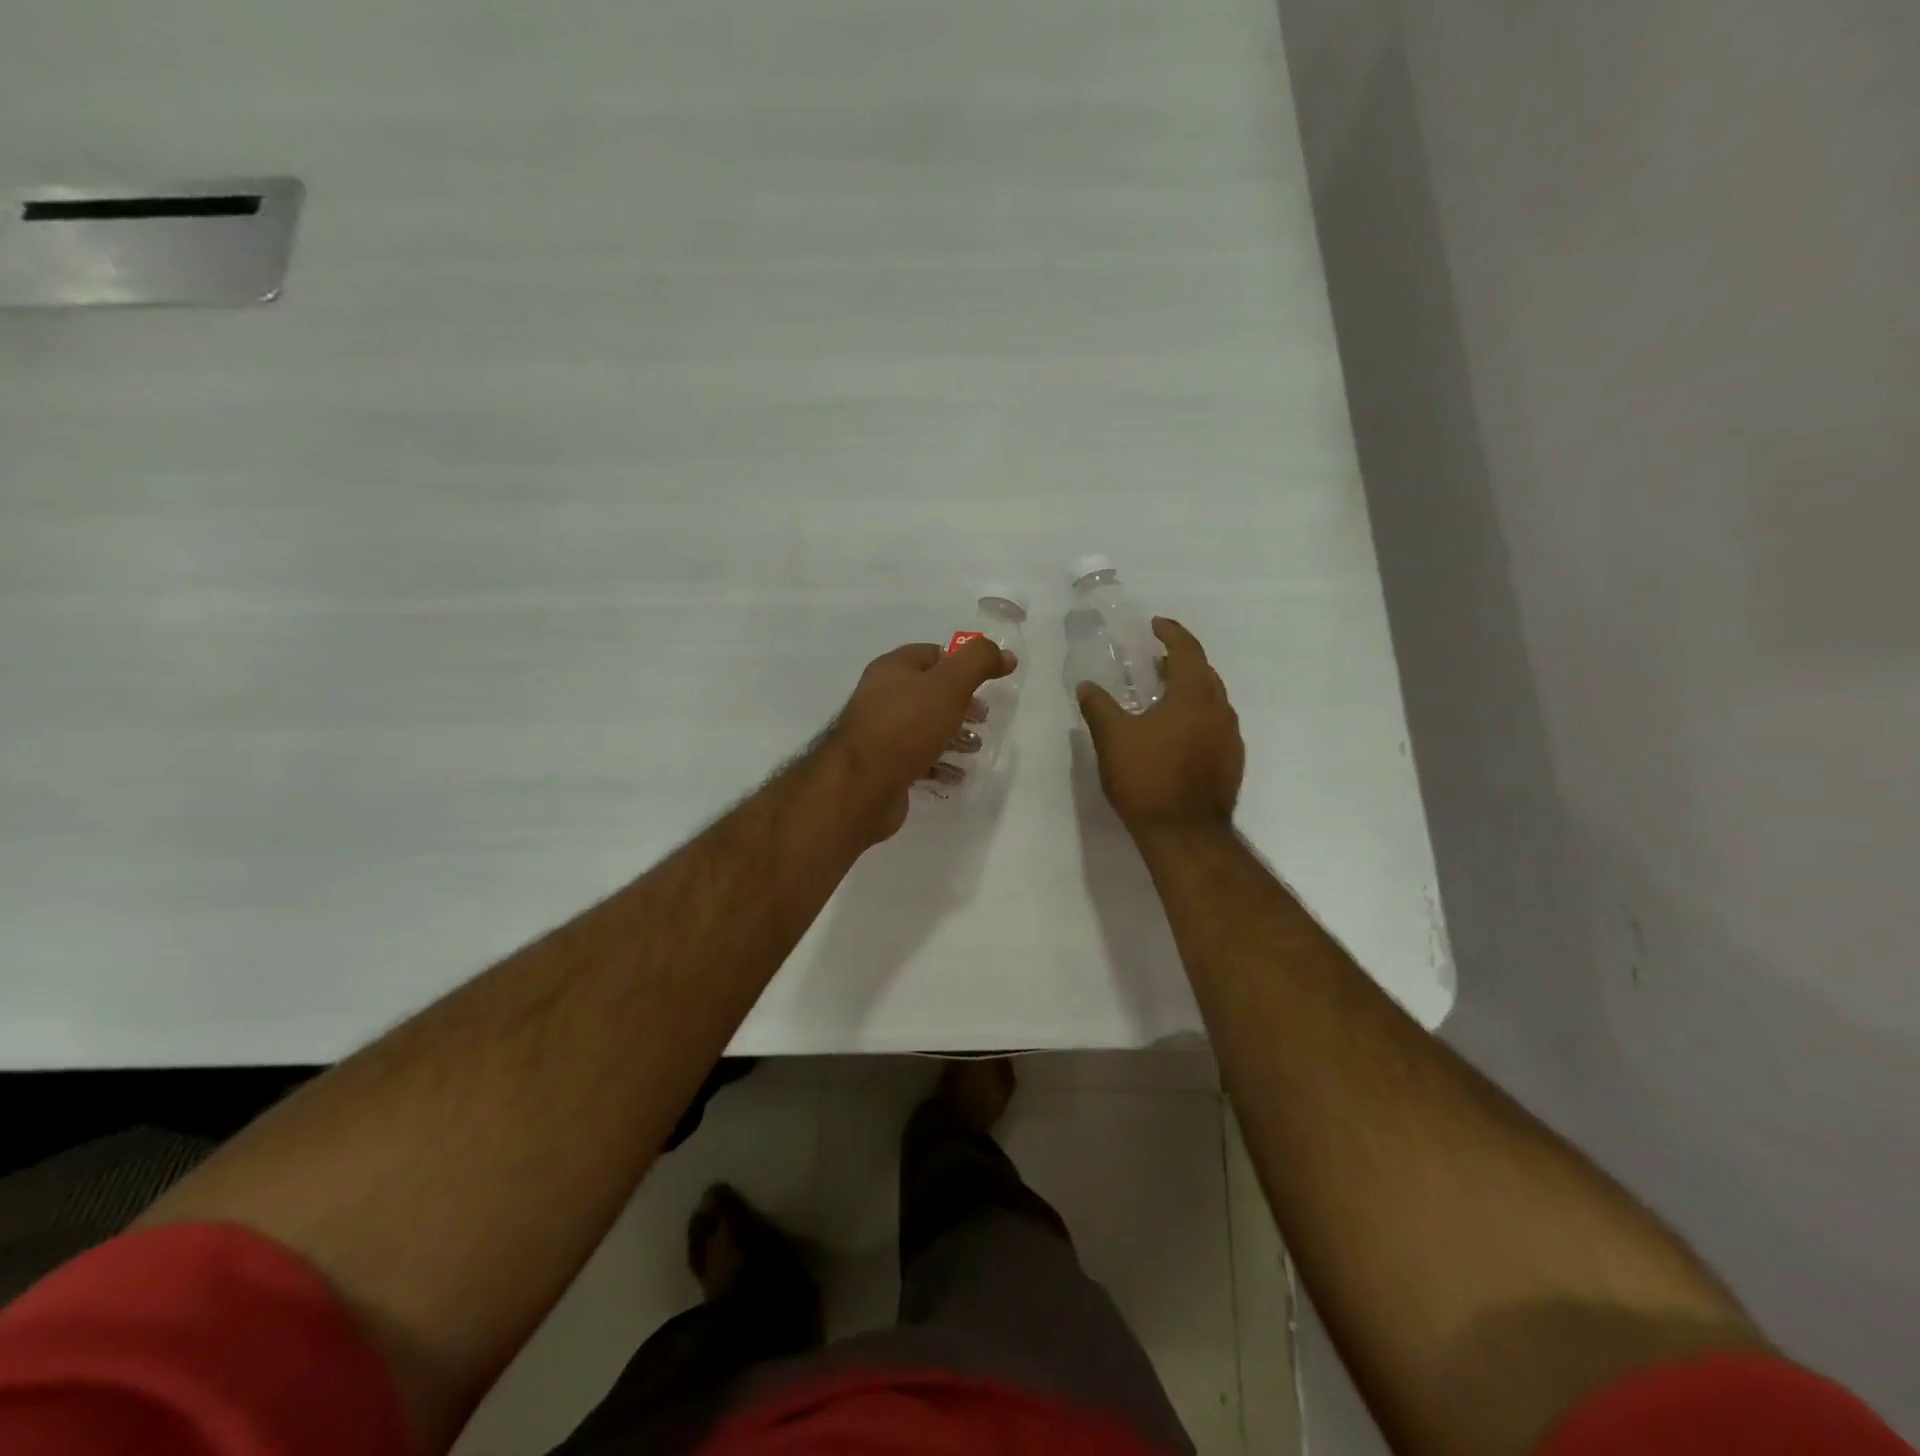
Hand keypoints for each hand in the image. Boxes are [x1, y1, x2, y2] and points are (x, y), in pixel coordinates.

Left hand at [826, 637, 1013, 842]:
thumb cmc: (906, 726)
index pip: (932, 654)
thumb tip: (1005, 655)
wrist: (862, 784)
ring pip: (925, 727)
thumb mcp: (949, 685)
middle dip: (961, 704)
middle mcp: (883, 696)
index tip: (988, 682)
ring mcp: (881, 733)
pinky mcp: (884, 766)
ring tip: (976, 748)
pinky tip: (957, 776)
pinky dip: (940, 764)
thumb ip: (979, 663)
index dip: (962, 664)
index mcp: (893, 669)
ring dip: (954, 736)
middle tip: (984, 718)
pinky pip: (918, 760)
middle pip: (929, 693)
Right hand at [1077, 618, 1243, 834]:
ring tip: (1161, 696)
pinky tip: (1175, 733)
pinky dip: (1195, 716)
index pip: (1187, 650)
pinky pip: (1214, 724)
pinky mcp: (1232, 761)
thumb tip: (1086, 685)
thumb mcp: (1113, 739)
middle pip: (1203, 673)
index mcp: (1194, 695)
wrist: (1186, 834)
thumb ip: (1099, 707)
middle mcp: (1220, 709)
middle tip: (1155, 661)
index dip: (1171, 633)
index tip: (1155, 625)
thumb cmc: (1148, 779)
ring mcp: (1230, 737)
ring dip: (1188, 690)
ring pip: (1211, 700)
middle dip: (1180, 662)